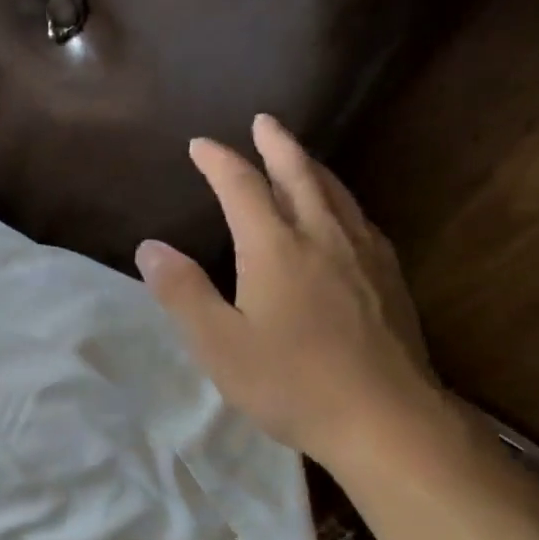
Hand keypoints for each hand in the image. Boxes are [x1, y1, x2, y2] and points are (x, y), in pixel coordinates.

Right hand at [136, 116, 439, 469]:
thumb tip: (150, 247)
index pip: (243, 188)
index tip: (200, 144)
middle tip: (263, 121)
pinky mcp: (388, 279)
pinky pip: (360, 218)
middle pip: (299, 175)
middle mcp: (323, 237)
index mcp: (276, 248)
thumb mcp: (219, 344)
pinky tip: (342, 214)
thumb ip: (183, 292)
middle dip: (277, 145)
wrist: (384, 418)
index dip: (219, 161)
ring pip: (335, 193)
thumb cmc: (290, 383)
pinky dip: (340, 199)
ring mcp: (363, 256)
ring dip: (311, 166)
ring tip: (299, 155)